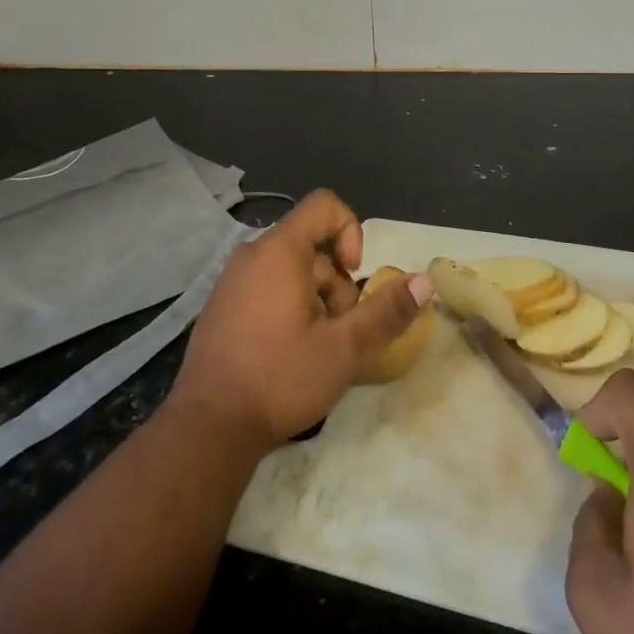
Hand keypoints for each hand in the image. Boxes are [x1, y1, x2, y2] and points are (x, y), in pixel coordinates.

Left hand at [168, 190, 430, 452]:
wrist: (209, 427)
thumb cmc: (279, 379)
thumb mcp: (345, 349)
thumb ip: (386, 312)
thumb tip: (424, 281)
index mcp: (279, 251)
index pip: (325, 206)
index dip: (351, 232)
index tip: (355, 277)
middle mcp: (252, 255)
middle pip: (314, 248)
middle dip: (337, 286)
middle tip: (336, 334)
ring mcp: (232, 281)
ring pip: (294, 273)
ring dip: (316, 303)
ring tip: (314, 350)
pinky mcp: (224, 307)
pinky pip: (269, 289)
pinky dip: (290, 310)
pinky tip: (288, 355)